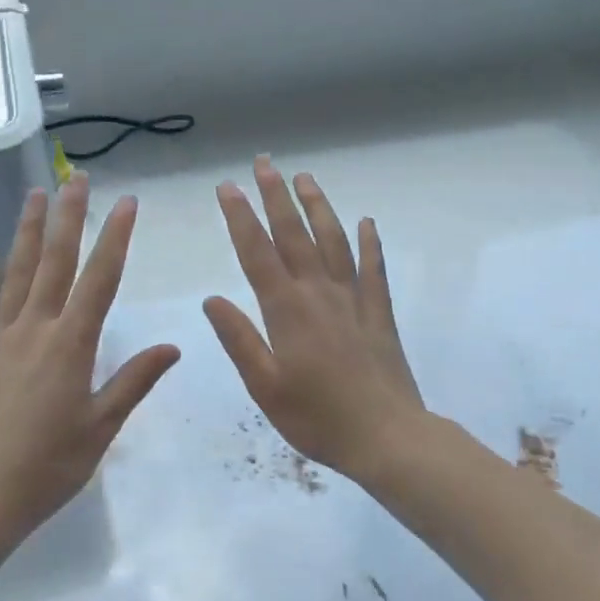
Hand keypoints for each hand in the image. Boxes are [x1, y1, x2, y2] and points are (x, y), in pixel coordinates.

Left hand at [0, 174, 179, 548]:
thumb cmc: (48, 469)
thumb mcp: (101, 428)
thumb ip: (134, 381)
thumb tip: (173, 345)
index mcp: (71, 345)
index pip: (99, 280)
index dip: (116, 238)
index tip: (127, 203)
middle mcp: (35, 330)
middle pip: (55, 263)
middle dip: (69, 217)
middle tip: (77, 178)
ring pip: (15, 274)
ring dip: (26, 232)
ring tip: (34, 194)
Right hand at [203, 158, 425, 479]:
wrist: (387, 437)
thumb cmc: (317, 418)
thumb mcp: (265, 387)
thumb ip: (239, 339)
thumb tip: (212, 298)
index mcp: (286, 310)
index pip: (257, 253)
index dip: (240, 218)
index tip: (228, 187)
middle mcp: (319, 293)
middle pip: (295, 234)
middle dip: (276, 196)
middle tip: (264, 162)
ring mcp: (353, 299)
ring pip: (334, 241)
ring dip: (318, 206)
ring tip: (305, 178)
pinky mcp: (379, 312)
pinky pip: (374, 269)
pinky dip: (370, 243)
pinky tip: (367, 222)